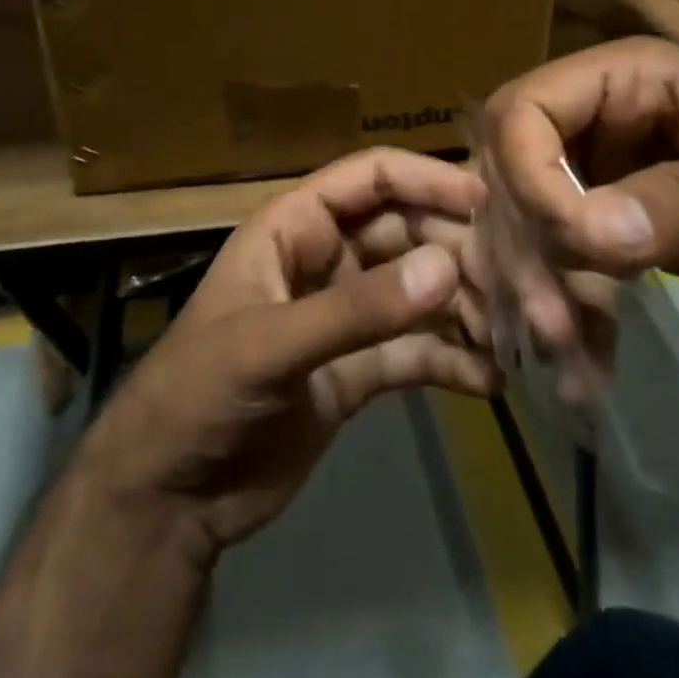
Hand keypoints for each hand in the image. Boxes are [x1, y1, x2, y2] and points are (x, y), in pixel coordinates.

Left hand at [77, 148, 495, 561]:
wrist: (166, 499)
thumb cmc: (198, 393)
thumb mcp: (269, 345)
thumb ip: (357, 310)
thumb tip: (446, 266)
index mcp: (295, 226)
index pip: (371, 178)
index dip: (426, 179)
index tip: (485, 200)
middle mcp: (327, 258)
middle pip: (406, 232)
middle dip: (455, 251)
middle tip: (512, 280)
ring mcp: (345, 315)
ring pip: (418, 291)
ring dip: (463, 306)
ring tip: (511, 333)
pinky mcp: (358, 371)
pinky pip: (415, 352)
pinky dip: (451, 360)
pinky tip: (488, 381)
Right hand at [482, 36, 678, 340]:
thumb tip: (594, 235)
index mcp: (622, 78)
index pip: (523, 110)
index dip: (526, 174)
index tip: (568, 247)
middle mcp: (590, 117)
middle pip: (507, 170)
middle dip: (524, 246)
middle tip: (551, 328)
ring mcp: (591, 170)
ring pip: (519, 220)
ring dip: (531, 287)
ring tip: (566, 356)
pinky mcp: (599, 222)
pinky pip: (552, 259)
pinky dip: (558, 308)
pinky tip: (582, 363)